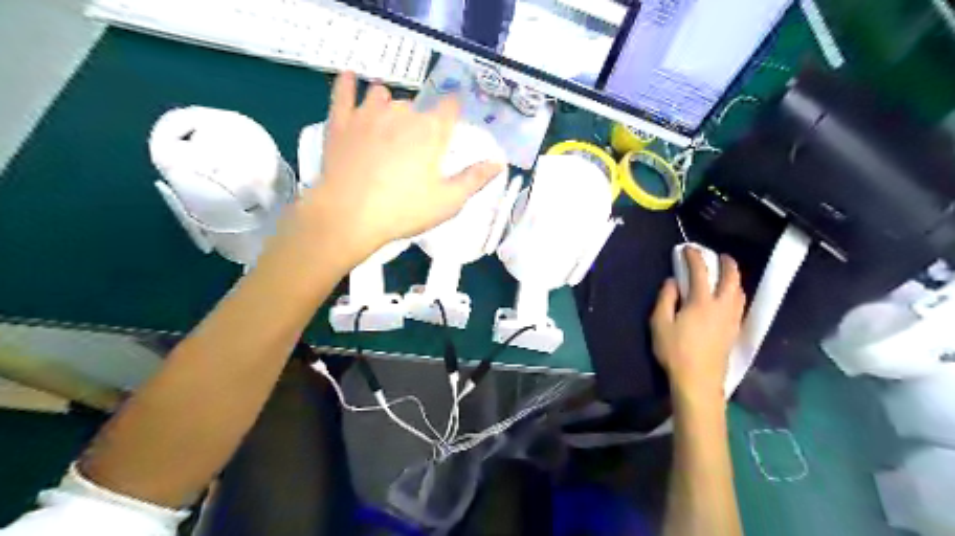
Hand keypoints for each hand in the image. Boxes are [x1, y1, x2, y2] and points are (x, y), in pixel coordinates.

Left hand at [301, 71, 501, 263]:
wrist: (349, 216)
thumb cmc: (404, 211)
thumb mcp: (448, 201)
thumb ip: (474, 179)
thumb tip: (499, 163)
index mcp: (431, 131)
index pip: (450, 107)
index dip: (453, 111)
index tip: (452, 120)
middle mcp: (402, 113)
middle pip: (417, 106)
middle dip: (420, 121)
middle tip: (415, 150)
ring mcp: (369, 114)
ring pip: (383, 96)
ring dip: (389, 106)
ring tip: (387, 125)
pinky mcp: (341, 121)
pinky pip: (344, 92)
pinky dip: (348, 85)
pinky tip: (351, 79)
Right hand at [648, 250, 746, 403]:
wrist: (698, 381)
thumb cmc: (675, 351)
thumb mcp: (660, 323)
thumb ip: (666, 299)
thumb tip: (672, 281)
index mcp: (701, 302)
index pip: (700, 272)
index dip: (694, 257)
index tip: (688, 248)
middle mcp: (722, 306)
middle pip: (731, 278)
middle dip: (727, 263)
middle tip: (720, 256)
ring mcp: (732, 319)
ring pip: (740, 292)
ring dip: (735, 278)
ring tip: (726, 275)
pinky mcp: (735, 331)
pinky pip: (740, 304)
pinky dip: (736, 293)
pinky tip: (730, 298)